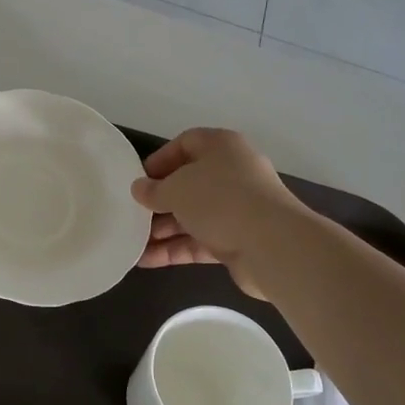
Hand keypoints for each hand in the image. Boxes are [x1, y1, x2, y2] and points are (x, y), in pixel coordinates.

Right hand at [130, 128, 300, 301]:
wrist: (272, 245)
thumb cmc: (219, 200)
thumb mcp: (176, 188)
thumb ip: (153, 189)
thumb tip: (139, 189)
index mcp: (221, 147)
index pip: (185, 143)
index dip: (160, 160)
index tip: (139, 180)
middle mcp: (232, 173)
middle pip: (188, 183)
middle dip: (158, 201)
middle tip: (132, 214)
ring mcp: (237, 208)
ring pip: (192, 215)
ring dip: (163, 229)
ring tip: (133, 243)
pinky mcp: (238, 239)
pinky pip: (200, 240)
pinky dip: (175, 249)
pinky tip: (146, 260)